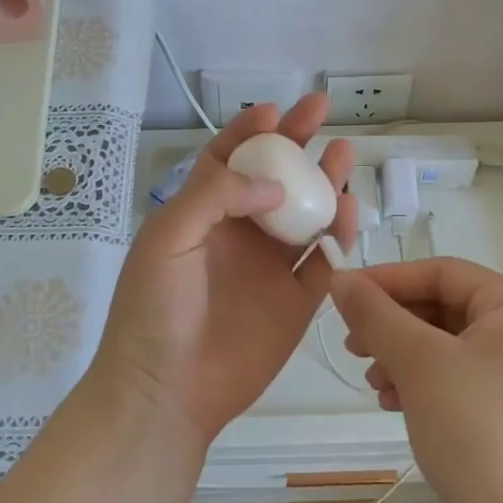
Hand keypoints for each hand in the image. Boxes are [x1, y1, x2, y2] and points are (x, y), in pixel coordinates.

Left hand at [93, 95, 356, 444]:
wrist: (167, 391)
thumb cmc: (155, 309)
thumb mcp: (169, 238)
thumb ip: (216, 196)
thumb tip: (274, 184)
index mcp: (202, 216)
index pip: (227, 161)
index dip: (250, 134)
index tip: (276, 112)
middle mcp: (239, 235)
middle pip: (274, 180)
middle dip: (297, 145)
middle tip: (321, 113)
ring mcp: (270, 268)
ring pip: (304, 215)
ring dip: (324, 183)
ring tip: (342, 153)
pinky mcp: (296, 302)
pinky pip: (323, 262)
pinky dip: (338, 236)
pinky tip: (348, 209)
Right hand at [329, 257, 502, 502]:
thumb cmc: (476, 433)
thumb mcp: (418, 364)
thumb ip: (376, 315)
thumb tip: (340, 279)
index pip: (444, 273)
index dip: (389, 279)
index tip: (342, 294)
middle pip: (446, 308)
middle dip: (394, 325)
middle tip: (353, 345)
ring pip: (450, 345)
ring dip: (404, 355)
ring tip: (373, 382)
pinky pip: (461, 376)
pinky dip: (425, 381)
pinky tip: (394, 402)